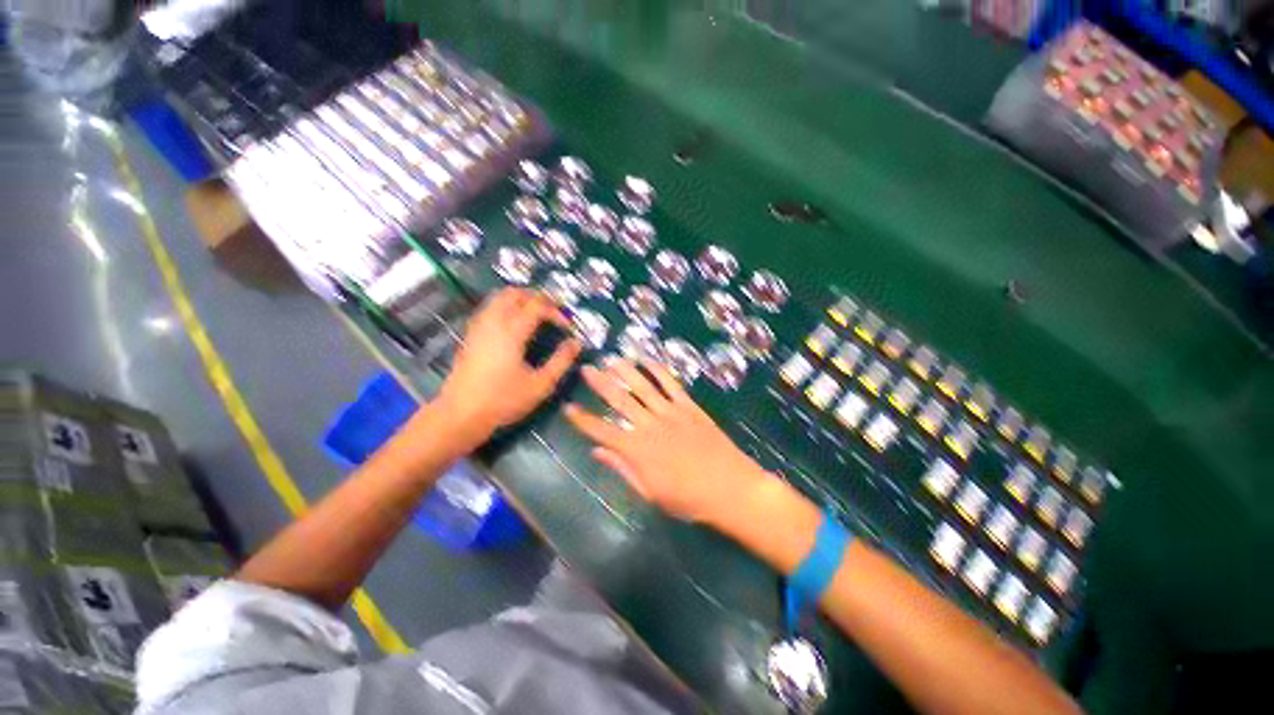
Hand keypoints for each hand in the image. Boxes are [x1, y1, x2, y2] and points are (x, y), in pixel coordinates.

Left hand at [434, 288, 581, 440]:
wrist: (461, 415)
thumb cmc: (503, 401)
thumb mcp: (540, 384)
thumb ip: (561, 361)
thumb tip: (576, 343)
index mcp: (511, 332)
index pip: (537, 305)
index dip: (556, 311)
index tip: (568, 326)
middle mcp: (493, 323)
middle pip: (514, 293)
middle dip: (536, 296)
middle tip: (553, 310)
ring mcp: (478, 327)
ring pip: (498, 298)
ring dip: (520, 299)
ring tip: (536, 314)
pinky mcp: (470, 336)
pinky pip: (490, 308)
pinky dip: (506, 307)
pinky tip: (515, 324)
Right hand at [565, 357, 778, 526]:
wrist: (730, 488)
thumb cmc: (688, 498)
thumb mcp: (650, 492)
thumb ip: (622, 468)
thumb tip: (596, 452)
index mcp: (637, 450)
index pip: (602, 431)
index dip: (582, 420)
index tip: (568, 407)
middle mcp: (650, 426)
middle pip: (620, 400)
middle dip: (601, 383)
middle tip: (587, 369)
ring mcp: (670, 413)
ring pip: (643, 386)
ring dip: (626, 371)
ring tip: (612, 359)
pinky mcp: (689, 407)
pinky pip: (671, 384)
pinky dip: (657, 371)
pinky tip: (647, 361)